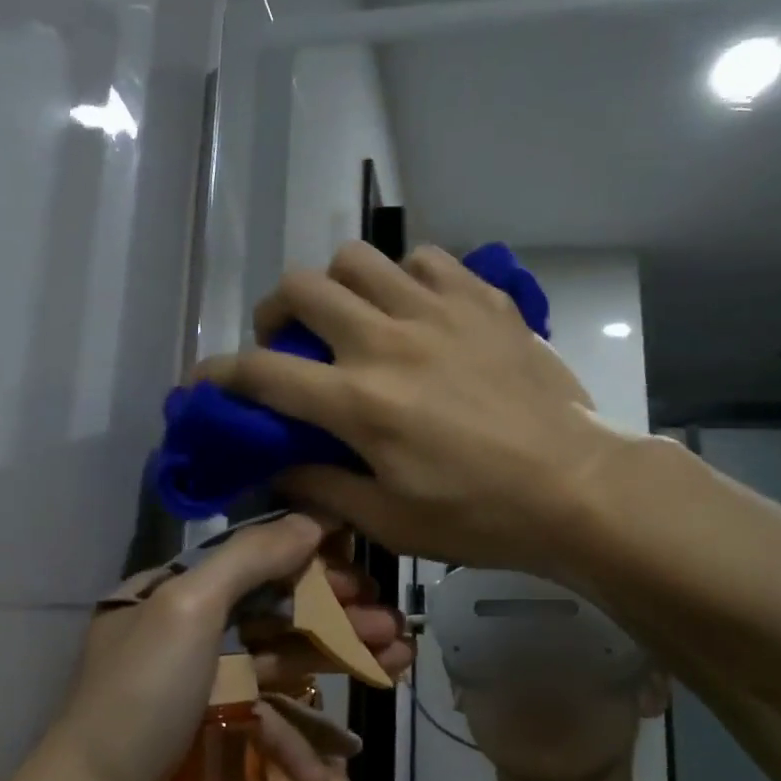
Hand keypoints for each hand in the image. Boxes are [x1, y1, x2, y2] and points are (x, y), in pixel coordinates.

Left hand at [51, 514, 411, 780]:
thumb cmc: (141, 696)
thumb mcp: (189, 608)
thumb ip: (251, 558)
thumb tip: (313, 519)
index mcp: (177, 588)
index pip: (256, 559)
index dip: (312, 562)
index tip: (362, 572)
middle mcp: (189, 627)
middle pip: (277, 611)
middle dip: (337, 618)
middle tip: (393, 628)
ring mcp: (200, 682)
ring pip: (281, 662)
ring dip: (334, 667)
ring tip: (394, 668)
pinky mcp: (208, 730)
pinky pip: (261, 721)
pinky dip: (292, 739)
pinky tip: (325, 770)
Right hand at [196, 242, 621, 573]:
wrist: (577, 487)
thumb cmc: (481, 516)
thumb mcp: (391, 522)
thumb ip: (322, 488)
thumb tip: (276, 467)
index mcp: (359, 402)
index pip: (262, 373)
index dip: (218, 375)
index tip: (203, 384)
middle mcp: (387, 341)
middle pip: (299, 288)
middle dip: (274, 313)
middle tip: (289, 344)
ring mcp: (437, 311)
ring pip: (356, 258)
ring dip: (337, 286)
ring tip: (352, 319)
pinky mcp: (482, 299)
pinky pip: (424, 259)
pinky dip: (404, 278)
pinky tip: (416, 311)